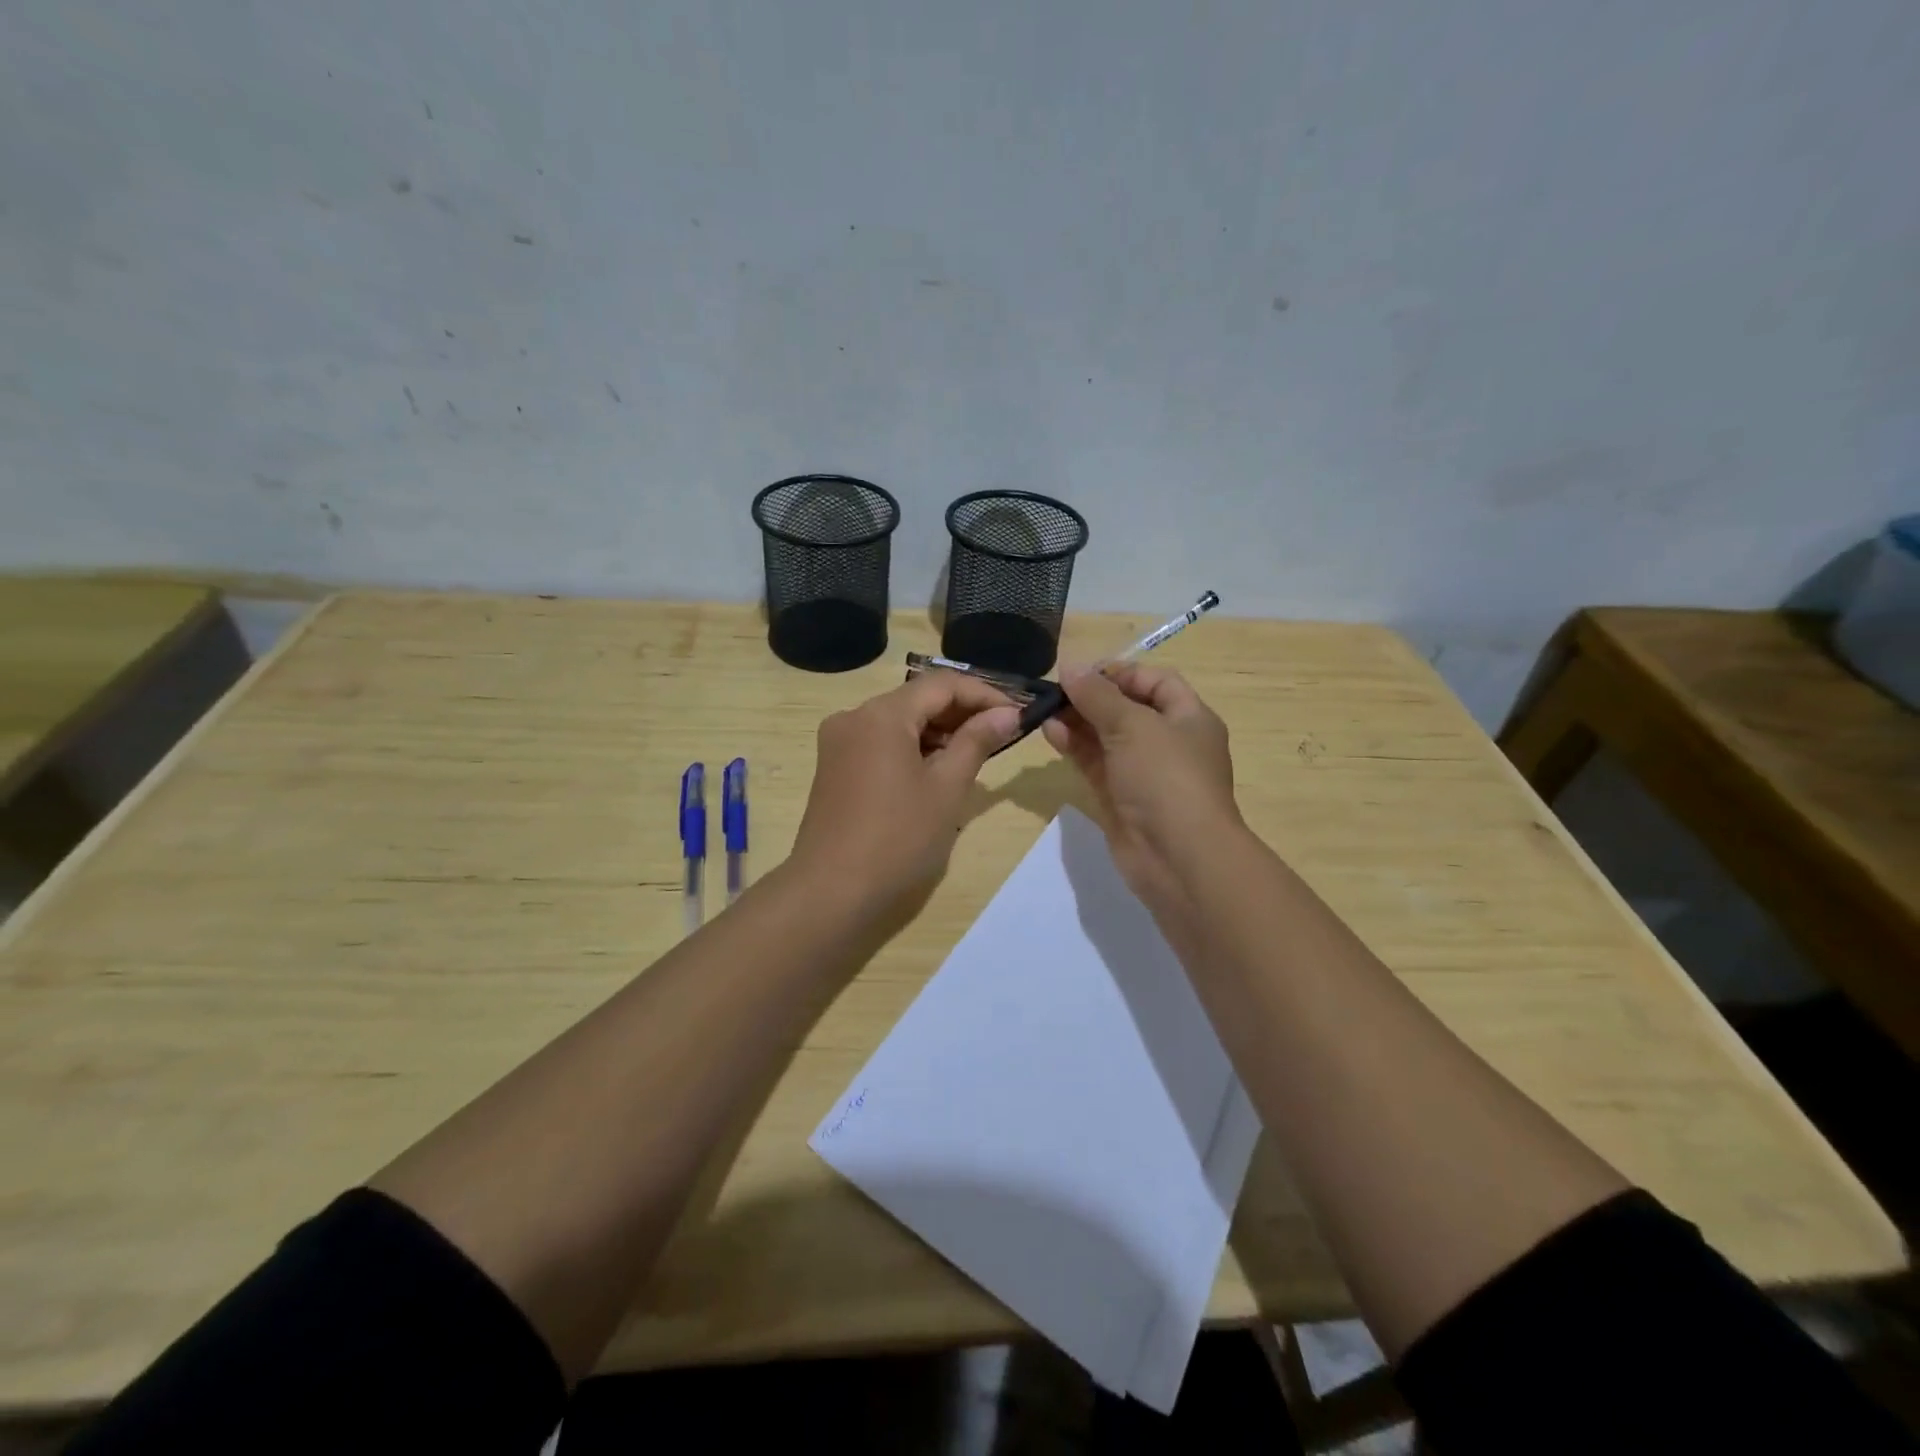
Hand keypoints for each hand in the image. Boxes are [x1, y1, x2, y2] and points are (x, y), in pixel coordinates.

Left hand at [790, 672, 1020, 915]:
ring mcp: (839, 742)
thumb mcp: (947, 787)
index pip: (943, 684)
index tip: (1018, 714)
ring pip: (899, 721)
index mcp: (881, 714)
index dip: (985, 694)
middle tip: (1003, 734)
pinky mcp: (834, 766)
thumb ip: (978, 741)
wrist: (831, 892)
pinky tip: (937, 771)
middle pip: (918, 699)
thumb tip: (1008, 713)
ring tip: (976, 755)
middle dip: (962, 713)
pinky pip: (881, 742)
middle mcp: (854, 717)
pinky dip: (912, 748)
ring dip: (939, 732)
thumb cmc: (898, 838)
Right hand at [1041, 663, 1241, 916]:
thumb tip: (1071, 667)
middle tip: (1055, 691)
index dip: (1121, 672)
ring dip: (1077, 722)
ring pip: (1106, 738)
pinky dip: (1075, 748)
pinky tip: (1050, 734)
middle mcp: (1169, 743)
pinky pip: (1095, 764)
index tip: (1082, 673)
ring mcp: (1143, 774)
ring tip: (1045, 711)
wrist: (1178, 858)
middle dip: (1091, 698)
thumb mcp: (1133, 725)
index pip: (1156, 682)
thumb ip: (1098, 695)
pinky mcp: (1120, 799)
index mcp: (1189, 718)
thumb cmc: (1166, 778)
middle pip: (1127, 709)